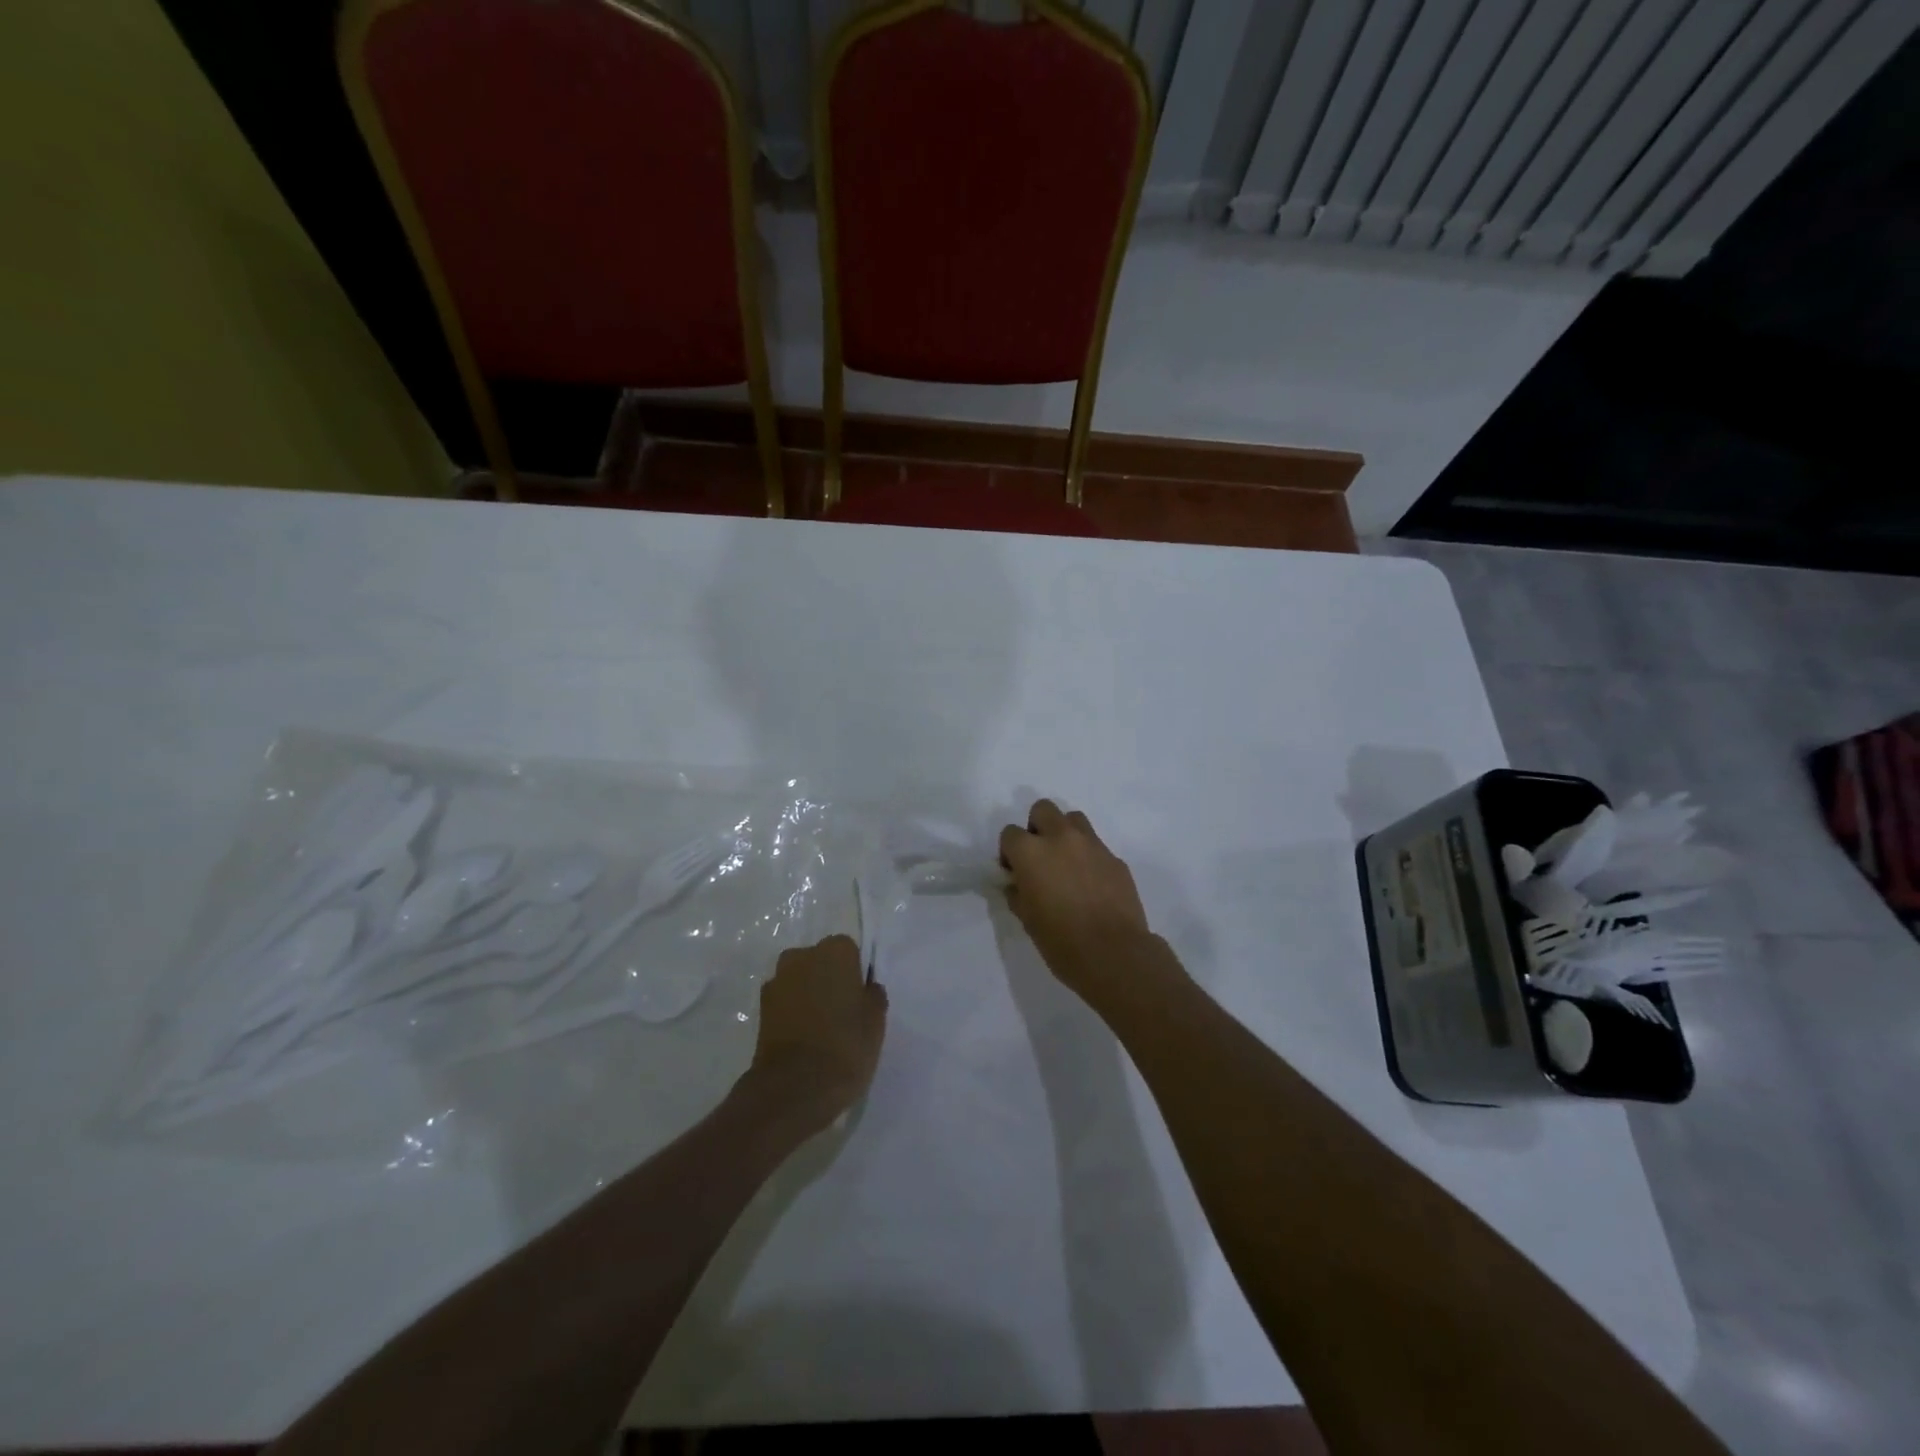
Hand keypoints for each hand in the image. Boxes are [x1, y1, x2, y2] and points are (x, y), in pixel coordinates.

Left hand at [744, 935, 887, 1132]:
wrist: (794, 1087)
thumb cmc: (845, 1046)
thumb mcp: (876, 1021)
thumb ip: (872, 996)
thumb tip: (866, 989)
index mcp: (835, 950)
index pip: (849, 951)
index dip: (855, 974)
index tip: (859, 998)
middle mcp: (802, 956)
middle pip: (820, 962)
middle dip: (829, 979)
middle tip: (842, 1012)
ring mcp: (777, 981)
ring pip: (800, 981)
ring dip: (809, 995)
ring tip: (822, 1028)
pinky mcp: (760, 1008)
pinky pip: (785, 1001)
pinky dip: (793, 1012)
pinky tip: (803, 1038)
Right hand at [999, 800, 1156, 1002]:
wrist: (1113, 954)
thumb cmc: (1060, 941)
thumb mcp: (1026, 919)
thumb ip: (1018, 892)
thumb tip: (1018, 884)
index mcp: (1031, 852)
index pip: (1010, 834)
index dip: (1009, 852)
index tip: (1014, 873)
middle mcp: (1060, 838)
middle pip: (1043, 809)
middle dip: (1037, 827)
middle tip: (1040, 858)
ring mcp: (1092, 845)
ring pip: (1073, 819)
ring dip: (1065, 834)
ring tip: (1067, 863)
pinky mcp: (1115, 858)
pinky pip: (1096, 846)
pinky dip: (1089, 857)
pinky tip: (1091, 884)